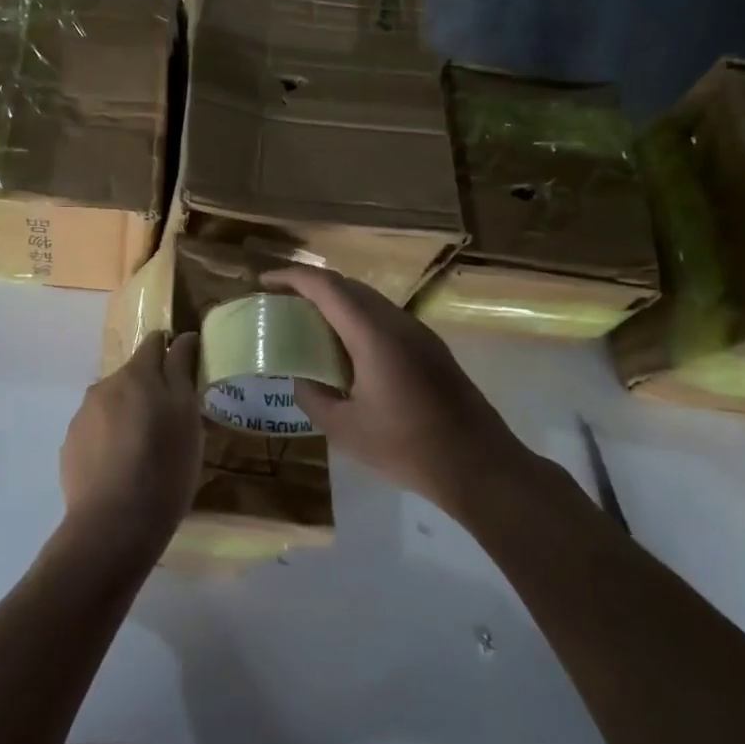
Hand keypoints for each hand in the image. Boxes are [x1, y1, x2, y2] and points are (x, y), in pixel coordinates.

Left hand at [58, 332, 203, 555]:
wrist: (113, 524)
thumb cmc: (164, 467)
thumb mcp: (187, 417)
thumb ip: (182, 371)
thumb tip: (183, 337)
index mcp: (136, 375)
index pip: (155, 342)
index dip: (173, 351)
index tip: (187, 374)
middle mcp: (103, 386)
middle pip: (133, 375)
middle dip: (151, 389)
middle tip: (172, 424)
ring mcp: (82, 416)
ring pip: (113, 403)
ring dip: (129, 414)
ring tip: (145, 451)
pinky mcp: (70, 445)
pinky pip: (97, 430)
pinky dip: (111, 438)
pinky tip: (122, 468)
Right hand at [264, 266, 537, 516]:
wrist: (480, 466)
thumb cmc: (408, 448)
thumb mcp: (345, 430)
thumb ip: (313, 397)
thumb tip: (300, 379)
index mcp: (373, 335)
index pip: (327, 287)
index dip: (292, 278)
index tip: (264, 282)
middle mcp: (398, 323)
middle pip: (348, 286)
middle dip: (310, 287)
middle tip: (281, 303)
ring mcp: (419, 334)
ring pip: (369, 301)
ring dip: (335, 303)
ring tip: (307, 323)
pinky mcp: (431, 349)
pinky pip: (384, 319)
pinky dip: (355, 320)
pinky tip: (344, 348)